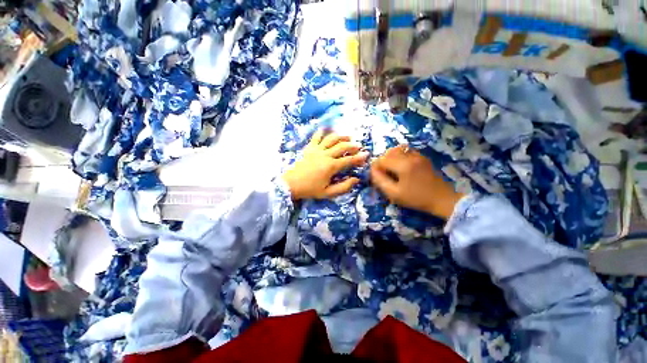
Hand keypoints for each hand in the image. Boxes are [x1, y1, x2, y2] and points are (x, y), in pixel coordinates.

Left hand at [283, 130, 368, 200]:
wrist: (291, 184)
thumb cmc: (310, 189)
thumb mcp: (328, 193)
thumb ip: (343, 187)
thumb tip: (356, 179)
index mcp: (331, 166)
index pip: (348, 160)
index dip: (359, 158)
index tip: (366, 154)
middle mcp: (325, 155)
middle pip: (342, 146)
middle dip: (352, 145)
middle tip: (358, 146)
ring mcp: (317, 150)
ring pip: (331, 139)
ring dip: (341, 137)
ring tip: (348, 137)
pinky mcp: (309, 148)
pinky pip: (316, 137)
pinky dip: (322, 132)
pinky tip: (326, 130)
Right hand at [370, 145, 462, 218]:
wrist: (442, 199)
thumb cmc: (416, 198)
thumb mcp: (394, 194)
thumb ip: (380, 181)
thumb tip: (372, 170)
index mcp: (403, 165)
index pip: (382, 159)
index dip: (375, 166)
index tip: (375, 175)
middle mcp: (410, 156)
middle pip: (389, 152)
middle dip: (382, 161)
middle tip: (382, 173)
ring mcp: (418, 155)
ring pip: (398, 149)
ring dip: (390, 157)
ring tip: (390, 168)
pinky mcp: (423, 157)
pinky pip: (407, 151)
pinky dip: (399, 155)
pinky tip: (400, 165)